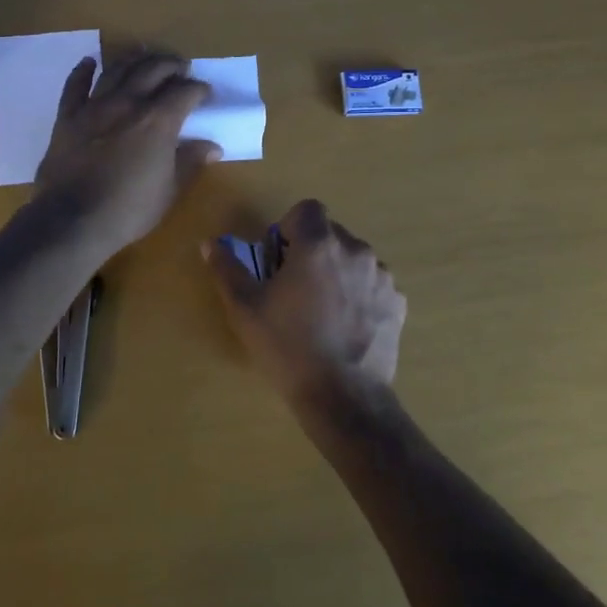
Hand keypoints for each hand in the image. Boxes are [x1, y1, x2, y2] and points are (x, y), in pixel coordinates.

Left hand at [34, 52, 220, 256]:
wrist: (72, 221)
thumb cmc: (129, 209)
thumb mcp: (169, 190)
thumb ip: (190, 162)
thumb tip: (212, 146)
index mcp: (158, 121)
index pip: (185, 92)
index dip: (199, 89)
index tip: (206, 93)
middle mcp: (128, 103)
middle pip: (152, 70)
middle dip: (171, 64)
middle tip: (181, 67)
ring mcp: (94, 107)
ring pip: (116, 70)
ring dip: (133, 58)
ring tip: (144, 53)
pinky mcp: (67, 117)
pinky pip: (74, 86)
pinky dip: (82, 71)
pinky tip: (89, 62)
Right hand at [205, 199, 405, 405]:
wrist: (343, 397)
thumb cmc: (288, 346)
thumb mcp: (245, 308)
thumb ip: (227, 268)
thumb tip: (210, 244)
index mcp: (318, 244)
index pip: (307, 209)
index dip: (290, 228)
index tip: (280, 259)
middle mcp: (355, 250)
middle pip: (330, 234)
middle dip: (312, 251)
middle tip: (295, 289)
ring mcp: (381, 276)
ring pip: (354, 259)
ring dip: (337, 272)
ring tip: (323, 311)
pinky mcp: (396, 302)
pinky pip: (373, 284)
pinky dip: (359, 295)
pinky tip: (346, 327)